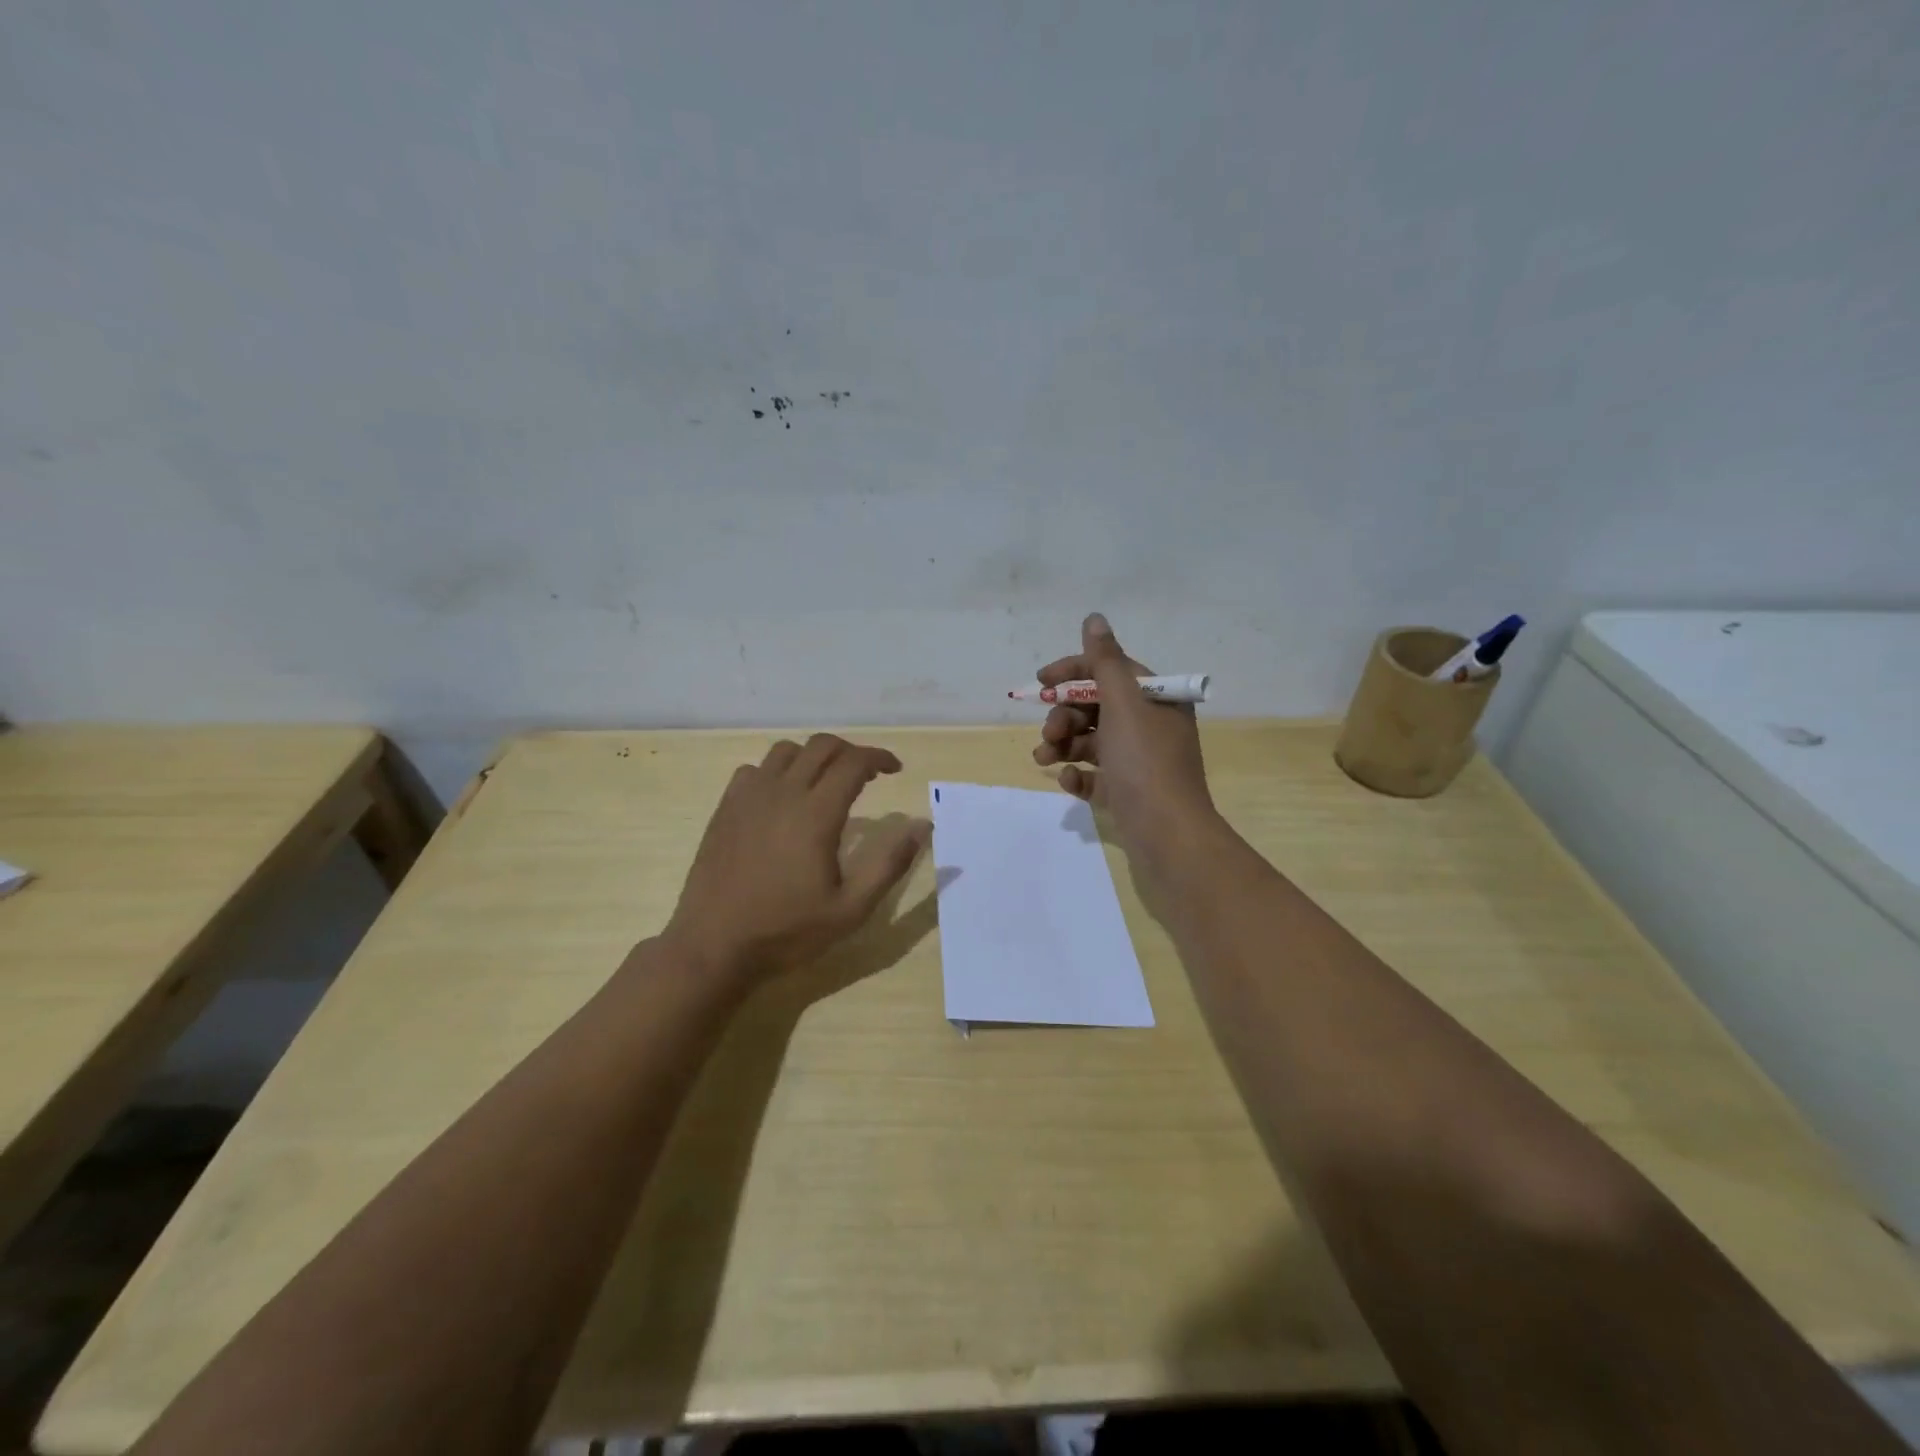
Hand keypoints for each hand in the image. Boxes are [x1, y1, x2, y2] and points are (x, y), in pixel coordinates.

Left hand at [663, 735, 928, 985]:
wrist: (713, 947)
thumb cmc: (787, 931)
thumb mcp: (851, 909)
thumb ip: (889, 864)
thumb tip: (922, 826)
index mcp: (816, 814)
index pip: (853, 763)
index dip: (879, 758)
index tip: (895, 770)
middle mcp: (782, 793)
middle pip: (821, 746)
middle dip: (851, 752)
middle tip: (867, 775)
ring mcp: (748, 798)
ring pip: (786, 751)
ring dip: (813, 757)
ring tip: (825, 782)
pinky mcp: (725, 809)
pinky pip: (754, 770)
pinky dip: (776, 772)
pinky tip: (782, 799)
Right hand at [1032, 613, 1219, 863]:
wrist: (1168, 834)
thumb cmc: (1145, 761)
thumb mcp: (1123, 703)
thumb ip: (1104, 660)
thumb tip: (1094, 618)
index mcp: (1155, 698)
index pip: (1109, 671)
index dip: (1072, 672)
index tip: (1041, 683)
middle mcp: (1150, 724)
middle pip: (1095, 707)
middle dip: (1064, 716)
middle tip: (1049, 732)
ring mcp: (1138, 760)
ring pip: (1090, 741)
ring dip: (1062, 745)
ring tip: (1043, 760)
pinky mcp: (1127, 791)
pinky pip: (1095, 774)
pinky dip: (1078, 775)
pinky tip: (1069, 782)